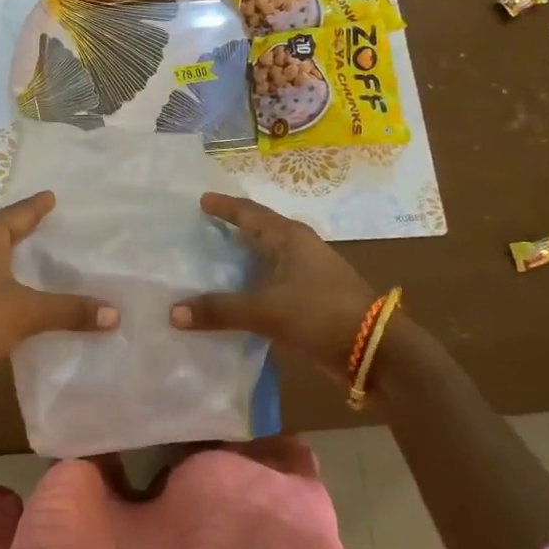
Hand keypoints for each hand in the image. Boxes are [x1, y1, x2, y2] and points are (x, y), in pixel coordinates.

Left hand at [0, 192, 115, 387]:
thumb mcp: (28, 311)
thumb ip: (70, 310)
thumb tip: (115, 314)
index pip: (16, 215)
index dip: (36, 207)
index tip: (50, 196)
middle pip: (0, 234)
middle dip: (22, 231)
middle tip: (47, 225)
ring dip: (10, 260)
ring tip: (36, 260)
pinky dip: (4, 286)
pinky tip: (19, 296)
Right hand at [170, 193, 376, 379]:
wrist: (375, 349)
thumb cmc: (319, 314)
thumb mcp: (265, 311)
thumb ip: (219, 310)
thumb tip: (173, 312)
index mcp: (289, 238)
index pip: (250, 213)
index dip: (225, 206)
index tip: (202, 200)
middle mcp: (299, 248)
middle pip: (260, 230)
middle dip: (234, 228)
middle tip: (204, 227)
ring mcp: (309, 272)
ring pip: (269, 257)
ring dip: (244, 258)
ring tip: (215, 259)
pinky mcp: (313, 296)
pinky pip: (274, 280)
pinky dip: (254, 283)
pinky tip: (238, 295)